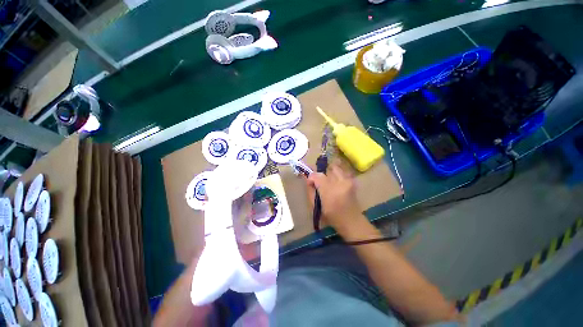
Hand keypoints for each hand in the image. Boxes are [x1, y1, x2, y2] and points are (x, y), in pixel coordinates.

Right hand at [306, 163, 362, 232]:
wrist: (352, 222)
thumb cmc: (332, 217)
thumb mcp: (316, 207)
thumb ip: (311, 191)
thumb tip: (309, 181)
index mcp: (329, 191)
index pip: (317, 175)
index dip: (311, 177)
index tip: (310, 183)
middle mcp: (340, 183)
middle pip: (326, 170)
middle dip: (320, 175)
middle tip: (319, 182)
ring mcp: (348, 181)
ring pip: (335, 168)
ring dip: (329, 173)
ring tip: (328, 181)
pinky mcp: (352, 181)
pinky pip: (341, 172)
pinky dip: (336, 175)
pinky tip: (335, 183)